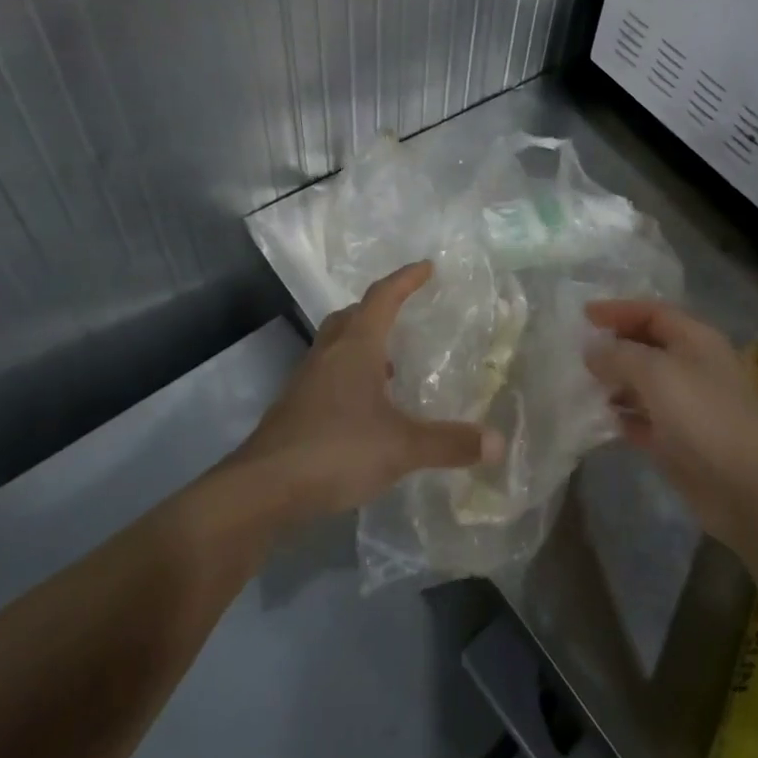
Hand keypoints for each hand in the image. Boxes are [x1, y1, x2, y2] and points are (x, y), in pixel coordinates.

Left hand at [238, 262, 505, 520]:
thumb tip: (497, 442)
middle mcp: (328, 355)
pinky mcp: (294, 410)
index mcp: (355, 348)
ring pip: (336, 347)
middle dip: (378, 308)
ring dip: (362, 345)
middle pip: (351, 316)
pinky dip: (349, 377)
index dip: (405, 279)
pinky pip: (327, 377)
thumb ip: (449, 443)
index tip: (426, 266)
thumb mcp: (401, 447)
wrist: (261, 491)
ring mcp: (305, 382)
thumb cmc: (335, 450)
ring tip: (390, 364)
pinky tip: (365, 409)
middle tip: (403, 312)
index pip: (382, 298)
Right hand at [585, 300, 757, 548]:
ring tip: (579, 383)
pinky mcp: (679, 442)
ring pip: (644, 385)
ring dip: (614, 382)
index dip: (619, 310)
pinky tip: (598, 418)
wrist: (749, 490)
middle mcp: (693, 367)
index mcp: (696, 340)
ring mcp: (687, 406)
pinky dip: (622, 416)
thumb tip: (592, 349)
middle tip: (577, 350)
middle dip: (614, 346)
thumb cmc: (704, 417)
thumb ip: (619, 356)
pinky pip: (644, 420)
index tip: (584, 315)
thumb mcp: (656, 374)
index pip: (653, 312)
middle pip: (647, 346)